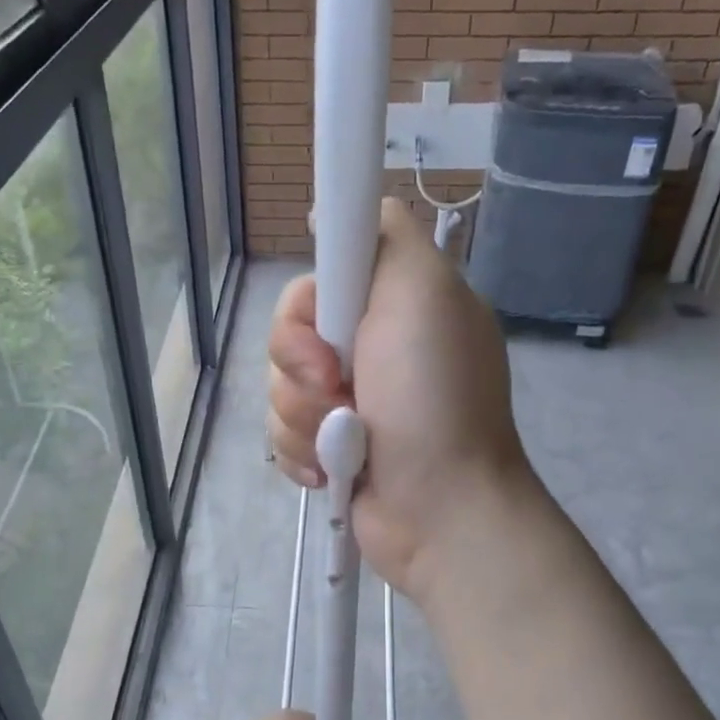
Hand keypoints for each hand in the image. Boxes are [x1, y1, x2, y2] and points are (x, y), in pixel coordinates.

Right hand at [267, 198, 534, 599]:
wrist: (440, 508)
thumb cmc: (434, 397)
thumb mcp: (426, 290)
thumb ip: (386, 235)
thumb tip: (335, 211)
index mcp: (393, 309)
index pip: (317, 284)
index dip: (308, 309)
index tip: (328, 332)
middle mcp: (370, 351)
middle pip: (287, 337)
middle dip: (301, 369)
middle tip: (341, 392)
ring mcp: (348, 405)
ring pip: (279, 390)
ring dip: (304, 419)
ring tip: (345, 443)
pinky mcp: (330, 450)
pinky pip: (282, 435)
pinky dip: (302, 454)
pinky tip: (331, 472)